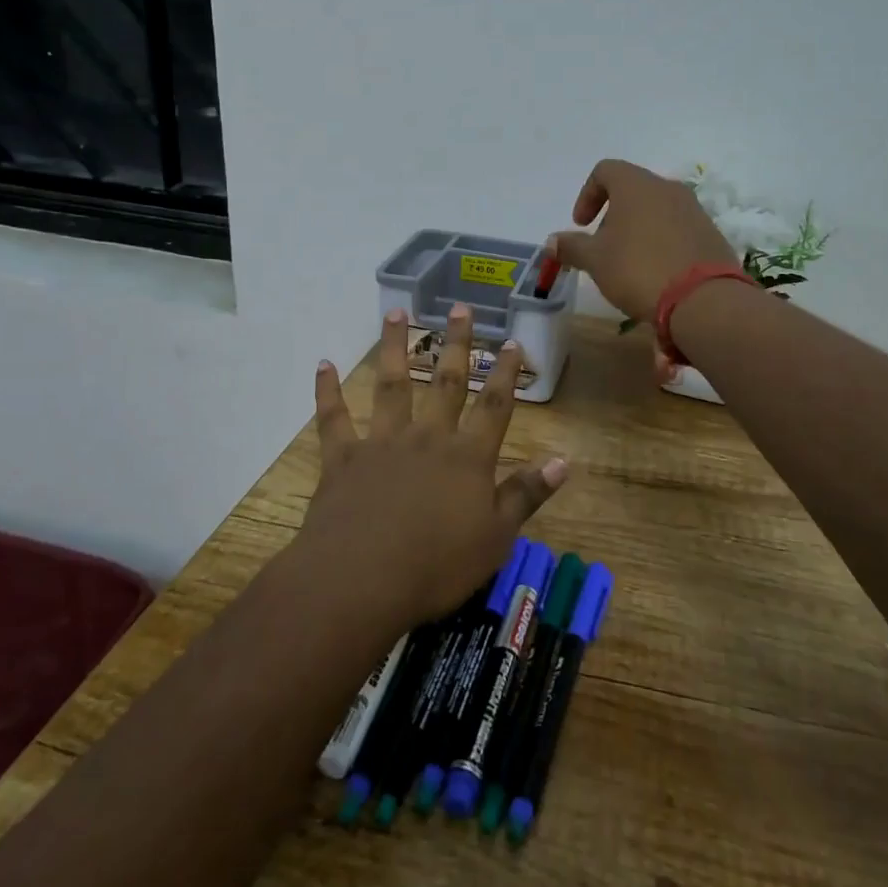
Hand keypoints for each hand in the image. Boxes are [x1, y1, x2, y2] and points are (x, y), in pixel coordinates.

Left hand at [301, 305, 569, 625]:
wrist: (362, 579)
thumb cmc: (437, 566)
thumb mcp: (496, 538)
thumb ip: (526, 494)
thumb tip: (563, 460)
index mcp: (467, 457)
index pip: (494, 406)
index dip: (505, 373)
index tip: (512, 340)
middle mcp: (427, 438)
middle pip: (446, 382)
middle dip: (456, 344)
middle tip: (460, 307)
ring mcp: (382, 443)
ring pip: (391, 385)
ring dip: (394, 348)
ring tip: (396, 313)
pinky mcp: (343, 459)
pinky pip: (334, 418)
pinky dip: (328, 391)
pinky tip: (324, 364)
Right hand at [549, 158, 736, 322]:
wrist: (703, 299)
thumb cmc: (638, 269)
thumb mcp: (595, 260)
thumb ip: (571, 247)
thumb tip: (552, 242)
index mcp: (636, 185)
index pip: (605, 170)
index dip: (587, 195)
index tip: (581, 226)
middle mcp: (668, 188)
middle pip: (632, 190)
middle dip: (612, 216)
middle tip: (603, 248)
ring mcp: (694, 210)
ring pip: (657, 210)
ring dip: (637, 230)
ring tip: (629, 264)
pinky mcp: (711, 234)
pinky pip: (678, 229)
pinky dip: (661, 242)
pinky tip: (657, 273)